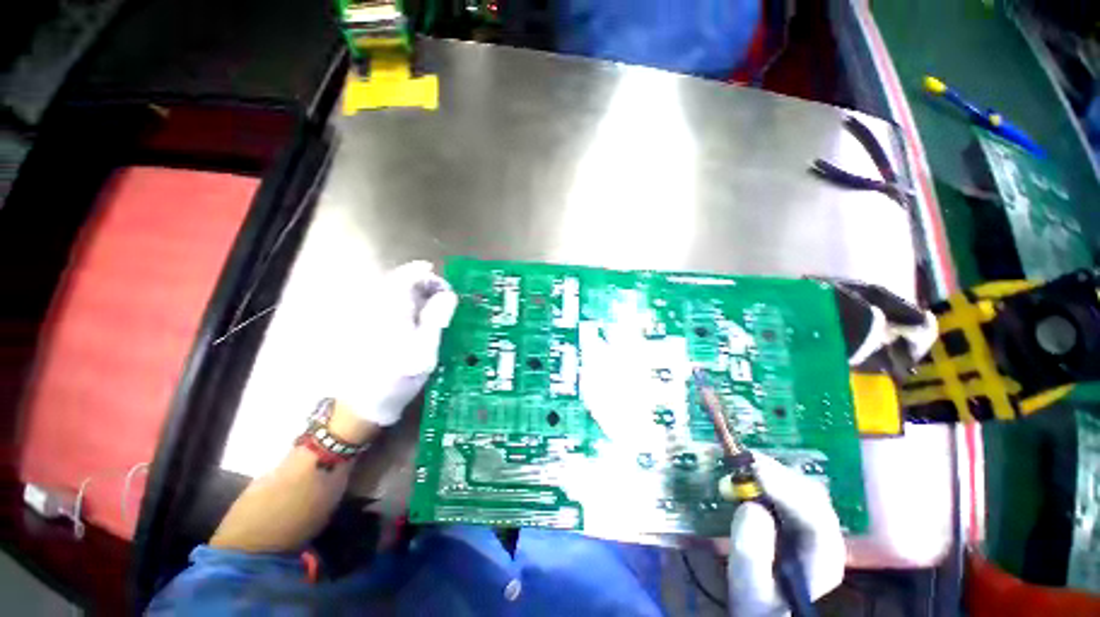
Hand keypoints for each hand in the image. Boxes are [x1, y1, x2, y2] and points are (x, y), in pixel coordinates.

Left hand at [334, 261, 456, 427]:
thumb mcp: (425, 350)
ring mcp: (369, 314)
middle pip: (402, 280)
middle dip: (427, 287)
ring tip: (435, 312)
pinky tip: (418, 321)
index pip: (410, 275)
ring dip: (418, 296)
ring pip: (397, 292)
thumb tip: (449, 294)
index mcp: (391, 308)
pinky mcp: (368, 324)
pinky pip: (391, 304)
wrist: (364, 404)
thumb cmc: (398, 378)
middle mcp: (377, 304)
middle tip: (445, 304)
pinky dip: (409, 306)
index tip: (449, 293)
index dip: (432, 278)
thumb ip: (436, 318)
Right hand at [727, 453, 845, 616]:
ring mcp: (813, 525)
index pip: (815, 517)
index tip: (755, 470)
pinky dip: (768, 476)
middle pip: (811, 496)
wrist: (763, 607)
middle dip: (778, 474)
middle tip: (745, 458)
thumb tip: (750, 507)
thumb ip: (751, 552)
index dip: (787, 490)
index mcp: (823, 558)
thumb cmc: (757, 600)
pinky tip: (751, 470)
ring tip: (744, 460)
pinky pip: (788, 489)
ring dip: (773, 471)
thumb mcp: (749, 585)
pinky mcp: (796, 517)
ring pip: (801, 488)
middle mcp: (825, 537)